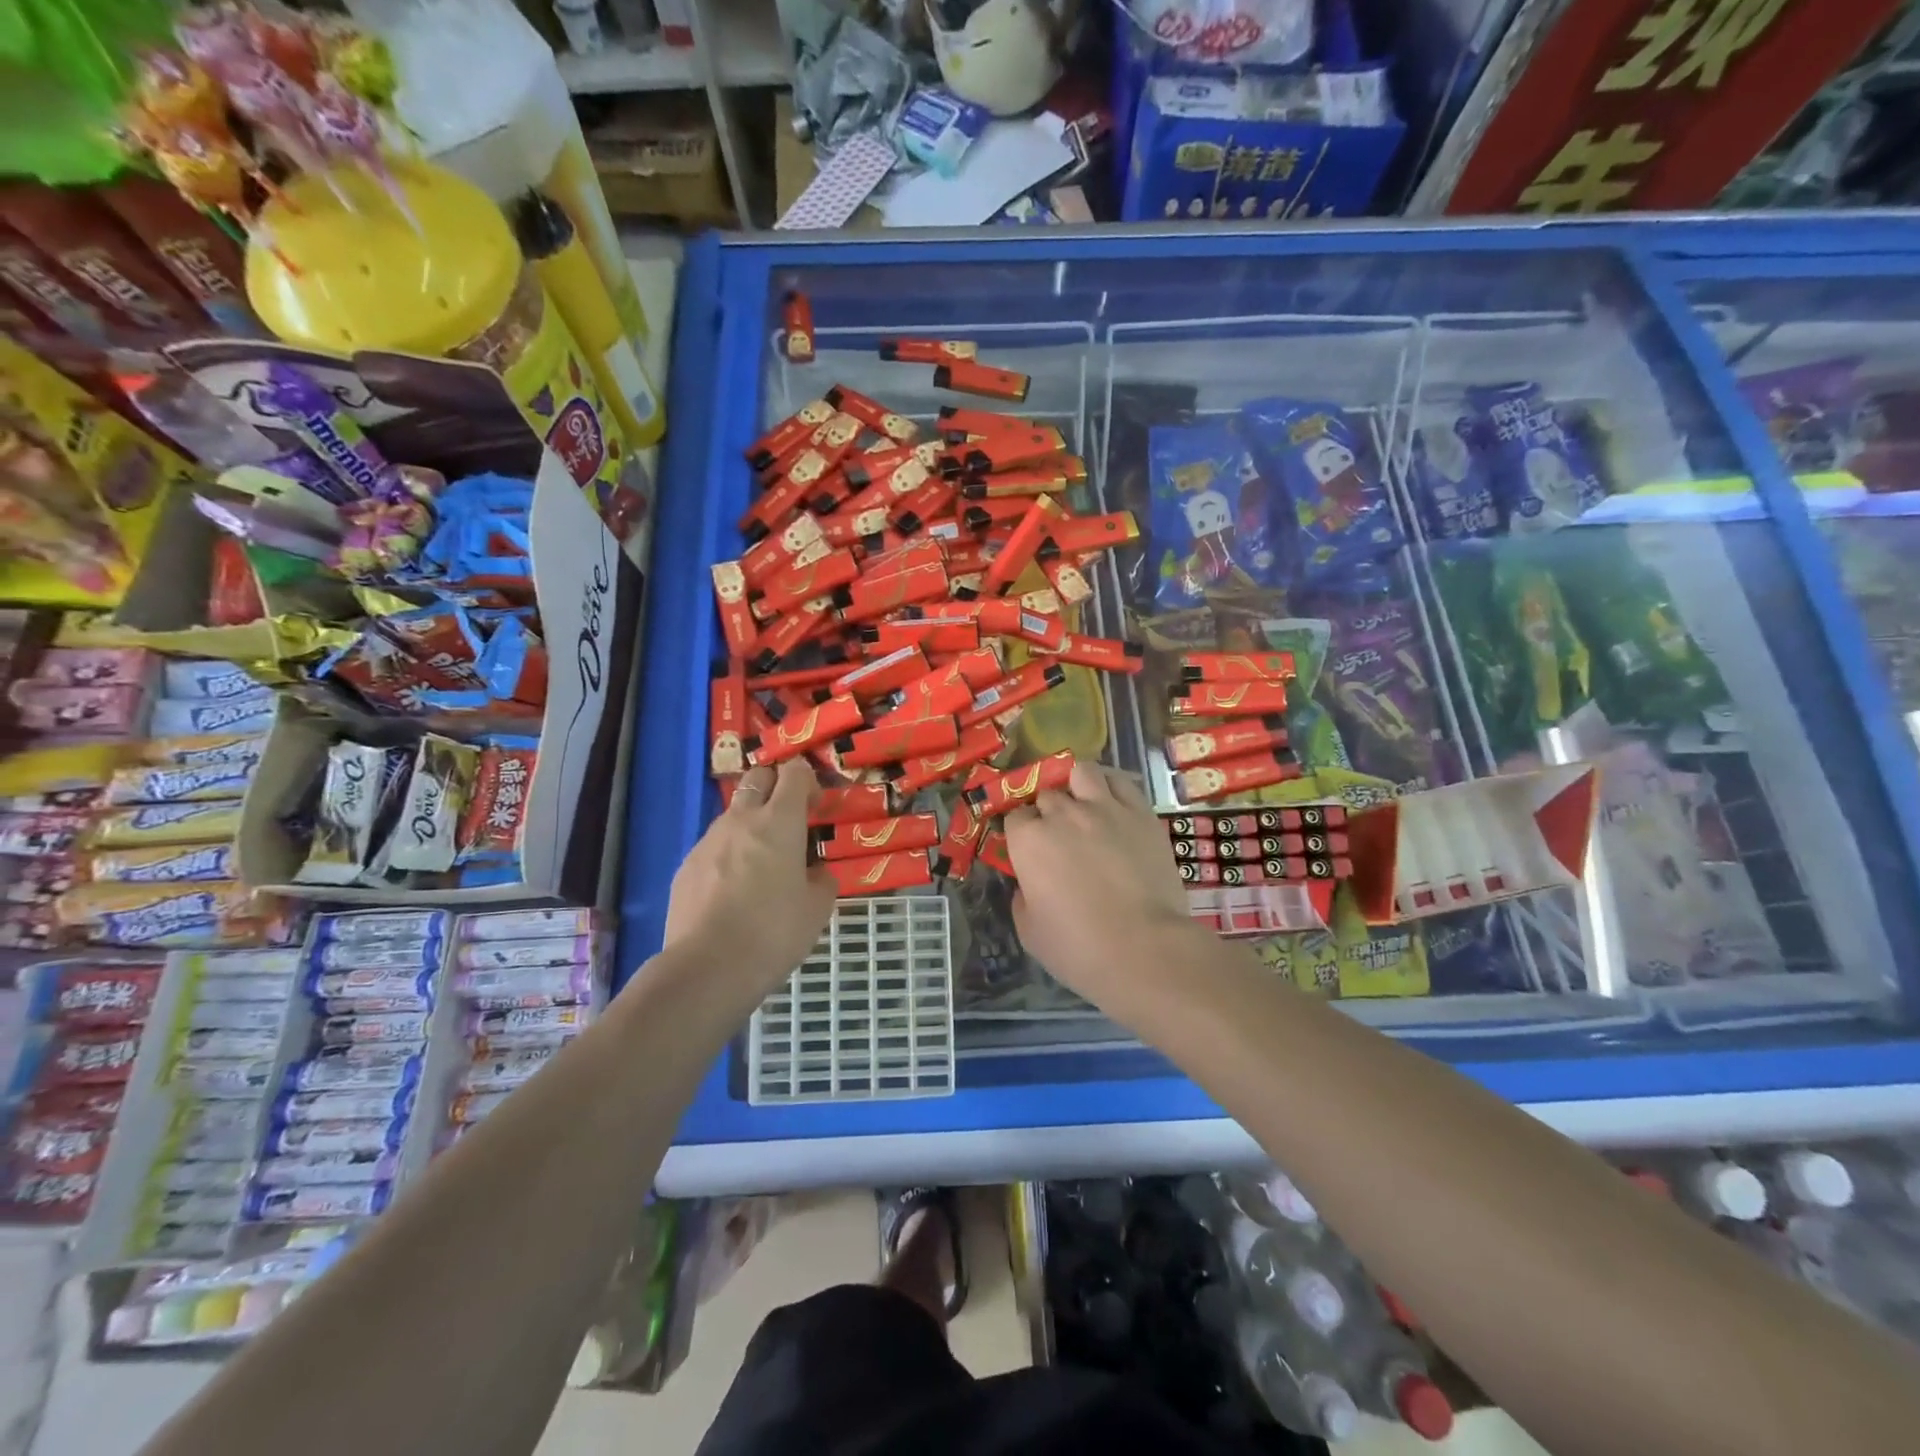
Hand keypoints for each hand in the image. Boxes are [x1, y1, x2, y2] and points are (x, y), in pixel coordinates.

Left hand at [664, 759, 834, 995]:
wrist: (707, 968)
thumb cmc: (774, 932)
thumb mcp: (818, 909)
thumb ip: (822, 879)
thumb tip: (815, 871)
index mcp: (779, 822)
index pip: (794, 773)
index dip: (808, 781)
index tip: (815, 808)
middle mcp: (741, 820)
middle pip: (757, 777)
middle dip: (775, 786)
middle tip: (789, 820)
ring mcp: (708, 841)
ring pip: (733, 814)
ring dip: (751, 824)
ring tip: (761, 864)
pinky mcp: (686, 866)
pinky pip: (713, 847)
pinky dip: (728, 855)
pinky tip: (733, 892)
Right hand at [1003, 760, 1203, 1011]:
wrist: (1144, 948)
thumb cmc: (1078, 947)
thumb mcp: (1029, 931)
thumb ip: (1022, 897)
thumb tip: (1029, 883)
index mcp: (1028, 840)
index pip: (1015, 817)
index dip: (1021, 832)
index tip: (1029, 849)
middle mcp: (1062, 813)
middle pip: (1047, 794)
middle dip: (1048, 810)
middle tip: (1059, 834)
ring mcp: (1104, 808)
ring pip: (1081, 772)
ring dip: (1076, 783)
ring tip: (1083, 802)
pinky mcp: (1140, 813)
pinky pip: (1121, 782)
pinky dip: (1111, 785)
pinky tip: (1111, 800)